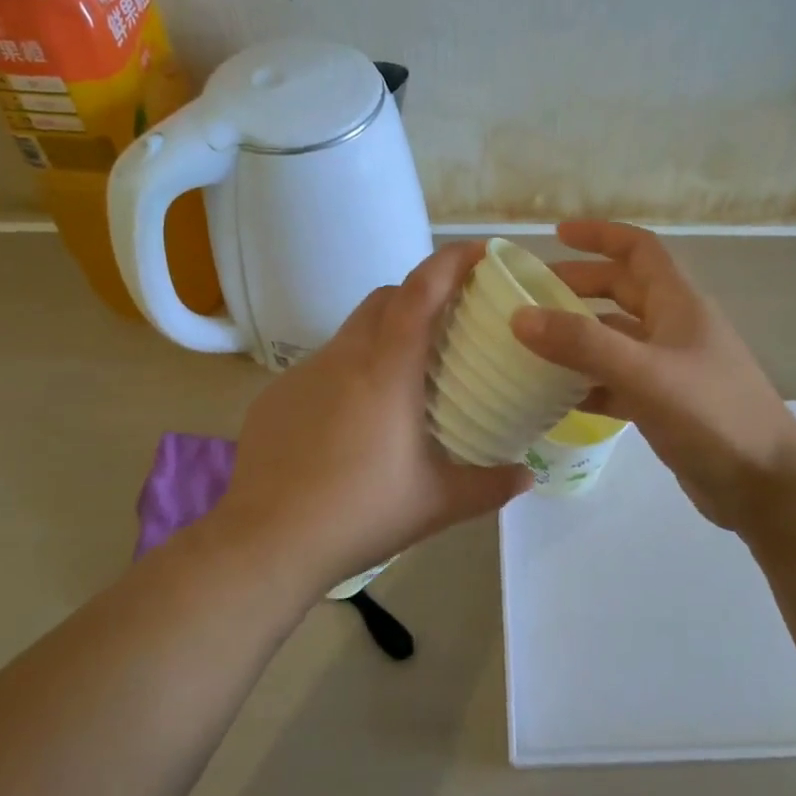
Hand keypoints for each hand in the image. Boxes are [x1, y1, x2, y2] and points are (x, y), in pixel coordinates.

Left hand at [211, 242, 531, 596]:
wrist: (266, 543)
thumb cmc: (360, 514)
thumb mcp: (437, 503)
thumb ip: (490, 486)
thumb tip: (528, 477)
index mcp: (387, 371)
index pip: (420, 292)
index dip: (450, 262)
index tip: (479, 252)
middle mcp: (343, 358)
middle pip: (384, 298)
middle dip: (418, 293)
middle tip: (448, 322)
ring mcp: (303, 374)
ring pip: (351, 332)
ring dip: (383, 335)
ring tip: (404, 377)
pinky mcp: (276, 396)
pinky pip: (323, 366)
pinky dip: (349, 371)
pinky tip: (354, 420)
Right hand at [509, 221, 795, 531]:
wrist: (765, 486)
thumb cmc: (712, 416)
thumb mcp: (644, 373)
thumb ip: (583, 344)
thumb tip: (520, 316)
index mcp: (679, 304)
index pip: (638, 248)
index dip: (599, 235)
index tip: (555, 235)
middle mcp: (675, 328)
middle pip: (622, 291)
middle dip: (578, 286)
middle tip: (531, 296)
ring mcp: (671, 368)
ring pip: (617, 338)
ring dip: (578, 337)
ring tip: (531, 345)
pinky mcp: (665, 405)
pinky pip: (618, 381)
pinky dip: (588, 382)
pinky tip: (556, 396)